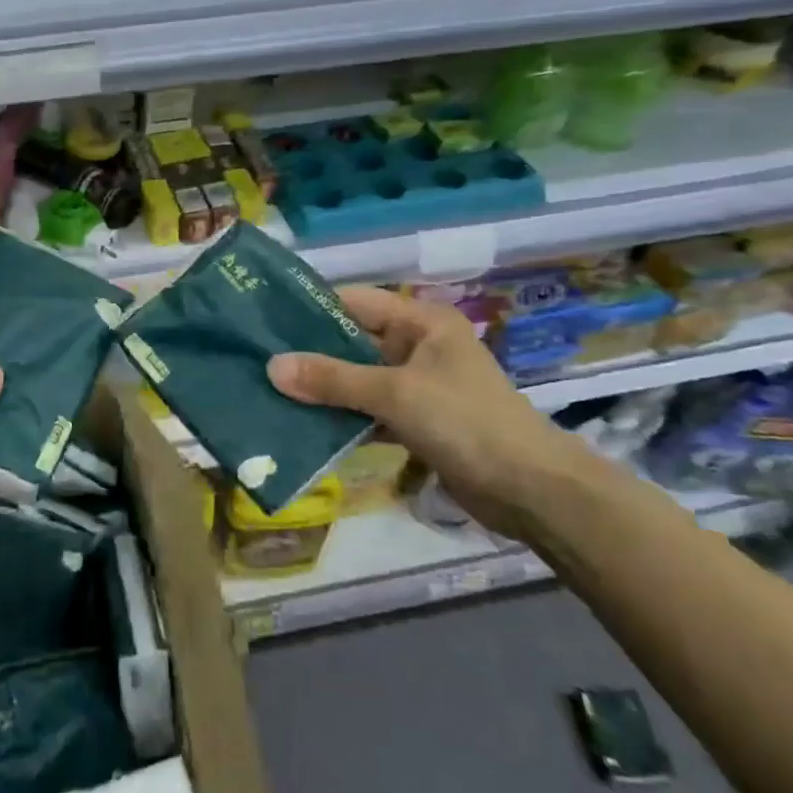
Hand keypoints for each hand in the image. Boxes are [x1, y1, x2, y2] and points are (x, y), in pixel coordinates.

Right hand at [266, 286, 593, 537]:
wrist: (533, 491)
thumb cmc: (465, 422)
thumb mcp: (394, 393)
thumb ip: (333, 379)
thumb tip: (272, 366)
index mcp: (421, 322)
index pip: (355, 301)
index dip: (311, 309)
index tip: (265, 320)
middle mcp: (419, 346)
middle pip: (353, 341)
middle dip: (311, 355)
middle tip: (259, 361)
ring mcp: (419, 385)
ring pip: (359, 379)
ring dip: (324, 390)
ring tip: (272, 393)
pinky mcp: (419, 421)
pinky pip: (371, 410)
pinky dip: (345, 418)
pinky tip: (305, 427)